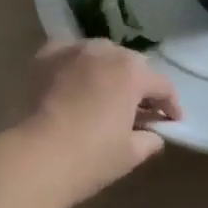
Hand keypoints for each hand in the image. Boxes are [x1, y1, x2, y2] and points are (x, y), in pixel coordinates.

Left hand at [6, 40, 178, 207]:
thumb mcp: (129, 154)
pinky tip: (73, 81)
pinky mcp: (44, 56)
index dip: (170, 104)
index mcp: (131, 72)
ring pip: (99, 54)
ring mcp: (72, 50)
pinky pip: (69, 55)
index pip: (161, 85)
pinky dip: (76, 65)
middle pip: (131, 64)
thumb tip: (154, 135)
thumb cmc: (90, 157)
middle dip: (138, 84)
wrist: (35, 156)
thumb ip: (148, 140)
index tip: (172, 121)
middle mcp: (104, 51)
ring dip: (107, 71)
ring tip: (104, 93)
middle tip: (138, 108)